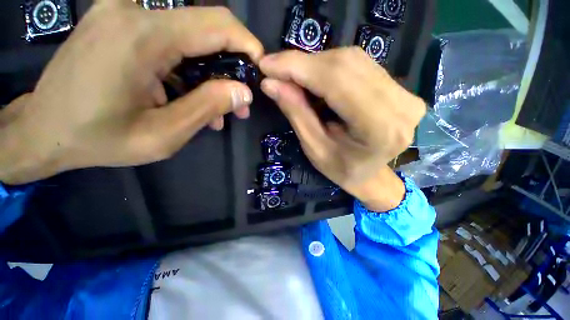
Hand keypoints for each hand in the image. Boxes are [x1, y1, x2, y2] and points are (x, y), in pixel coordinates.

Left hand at [0, 2, 262, 184]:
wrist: (43, 131)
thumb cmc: (98, 139)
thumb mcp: (163, 135)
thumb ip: (207, 108)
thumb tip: (243, 92)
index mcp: (142, 37)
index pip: (217, 25)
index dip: (247, 45)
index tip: (260, 70)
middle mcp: (133, 13)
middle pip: (206, 27)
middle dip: (232, 64)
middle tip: (241, 100)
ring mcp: (123, 14)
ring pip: (190, 36)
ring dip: (211, 72)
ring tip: (220, 108)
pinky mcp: (120, 24)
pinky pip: (170, 40)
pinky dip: (189, 68)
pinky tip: (192, 96)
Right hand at [259, 48, 425, 210]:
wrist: (371, 175)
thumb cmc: (342, 170)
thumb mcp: (315, 148)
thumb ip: (296, 113)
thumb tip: (270, 83)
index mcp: (380, 128)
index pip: (336, 81)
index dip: (298, 67)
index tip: (267, 64)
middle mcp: (401, 105)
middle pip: (345, 65)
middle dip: (304, 64)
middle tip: (276, 70)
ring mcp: (405, 93)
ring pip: (352, 60)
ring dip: (315, 64)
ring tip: (293, 76)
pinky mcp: (400, 88)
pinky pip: (359, 65)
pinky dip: (330, 67)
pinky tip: (315, 78)